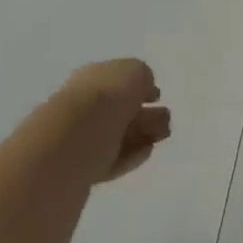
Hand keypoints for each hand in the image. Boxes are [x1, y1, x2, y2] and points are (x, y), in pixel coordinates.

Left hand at [60, 58, 171, 182]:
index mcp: (92, 78)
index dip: (140, 87)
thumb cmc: (106, 97)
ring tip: (163, 135)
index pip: (117, 81)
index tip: (158, 96)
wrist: (75, 141)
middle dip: (146, 114)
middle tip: (166, 119)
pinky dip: (132, 155)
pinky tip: (147, 151)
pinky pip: (114, 159)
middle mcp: (85, 106)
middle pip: (121, 110)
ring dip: (143, 134)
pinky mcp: (86, 169)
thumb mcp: (134, 72)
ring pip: (119, 135)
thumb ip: (142, 77)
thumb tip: (143, 89)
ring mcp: (83, 139)